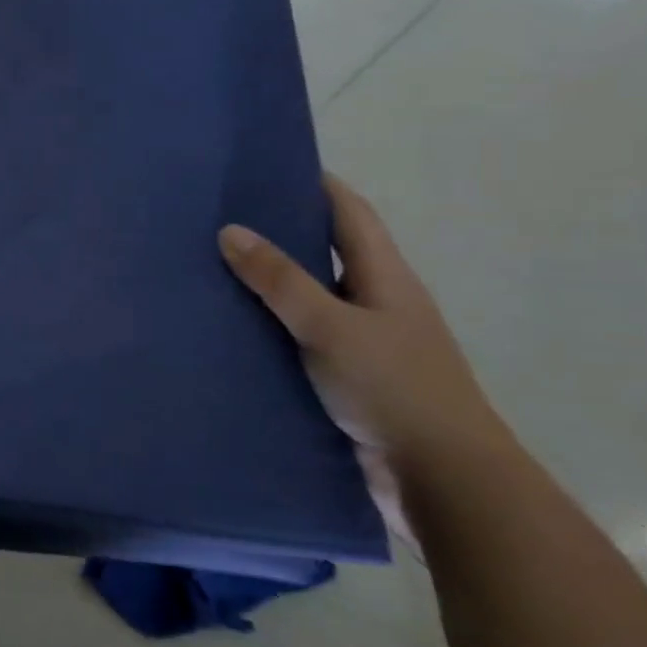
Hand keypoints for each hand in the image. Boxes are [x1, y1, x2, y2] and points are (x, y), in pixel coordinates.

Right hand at [218, 175, 518, 540]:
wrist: (442, 481)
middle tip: (215, 215)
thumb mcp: (331, 326)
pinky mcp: (340, 377)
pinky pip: (294, 336)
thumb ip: (280, 280)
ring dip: (264, 282)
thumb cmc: (395, 389)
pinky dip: (263, 324)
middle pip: (323, 252)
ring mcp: (358, 342)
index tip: (266, 165)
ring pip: (305, 297)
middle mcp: (374, 302)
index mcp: (385, 279)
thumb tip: (229, 230)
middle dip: (277, 230)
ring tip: (205, 266)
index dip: (316, 184)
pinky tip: (224, 326)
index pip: (350, 214)